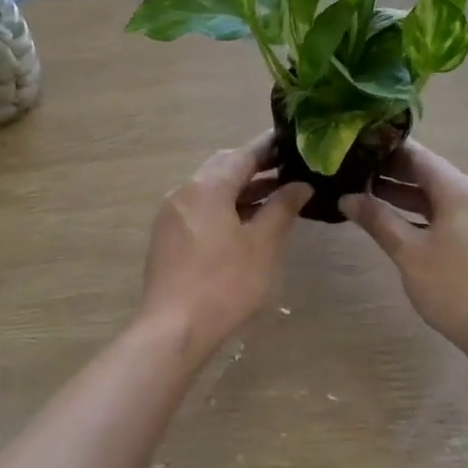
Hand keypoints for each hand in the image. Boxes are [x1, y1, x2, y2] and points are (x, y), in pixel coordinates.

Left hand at [138, 135, 310, 357]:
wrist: (173, 328)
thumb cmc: (225, 283)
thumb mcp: (263, 245)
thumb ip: (282, 208)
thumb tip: (300, 184)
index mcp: (207, 186)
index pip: (243, 154)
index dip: (270, 146)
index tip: (293, 139)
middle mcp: (184, 192)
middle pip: (223, 168)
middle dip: (255, 167)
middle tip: (288, 169)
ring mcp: (171, 215)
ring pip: (211, 190)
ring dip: (241, 190)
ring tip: (275, 197)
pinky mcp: (167, 237)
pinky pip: (200, 209)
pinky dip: (225, 208)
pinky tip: (246, 224)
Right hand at [340, 141, 467, 362]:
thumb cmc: (455, 288)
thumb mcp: (409, 253)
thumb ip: (378, 220)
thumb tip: (347, 197)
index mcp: (459, 189)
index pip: (417, 155)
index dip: (384, 149)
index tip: (353, 148)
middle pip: (428, 173)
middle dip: (391, 173)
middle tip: (352, 173)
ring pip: (438, 195)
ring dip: (405, 195)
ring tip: (366, 196)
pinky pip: (449, 213)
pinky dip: (423, 213)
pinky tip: (398, 224)